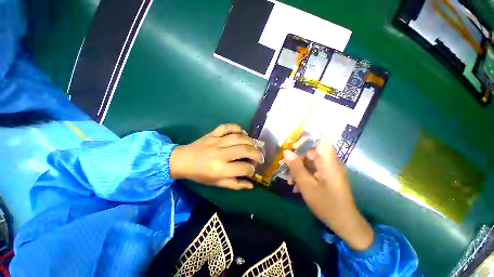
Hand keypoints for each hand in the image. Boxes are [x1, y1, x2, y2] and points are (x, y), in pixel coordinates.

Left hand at [169, 124, 263, 189]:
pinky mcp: (213, 133)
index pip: (243, 168)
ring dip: (251, 141)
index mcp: (220, 169)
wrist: (182, 160)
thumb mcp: (217, 183)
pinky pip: (227, 127)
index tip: (252, 170)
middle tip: (261, 157)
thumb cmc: (200, 174)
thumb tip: (251, 184)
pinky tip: (243, 133)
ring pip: (239, 137)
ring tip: (256, 145)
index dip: (251, 170)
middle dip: (257, 154)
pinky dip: (237, 128)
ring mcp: (216, 141)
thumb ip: (235, 184)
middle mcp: (220, 154)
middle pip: (244, 150)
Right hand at [283, 140, 373, 249]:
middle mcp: (330, 162)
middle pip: (311, 152)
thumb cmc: (326, 204)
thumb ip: (296, 167)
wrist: (344, 224)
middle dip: (297, 159)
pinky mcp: (327, 176)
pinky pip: (313, 170)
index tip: (292, 146)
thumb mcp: (307, 186)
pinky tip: (296, 186)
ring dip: (298, 169)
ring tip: (290, 182)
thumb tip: (286, 152)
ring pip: (310, 162)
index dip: (306, 140)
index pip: (320, 141)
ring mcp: (329, 169)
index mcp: (329, 162)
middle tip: (285, 167)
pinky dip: (304, 175)